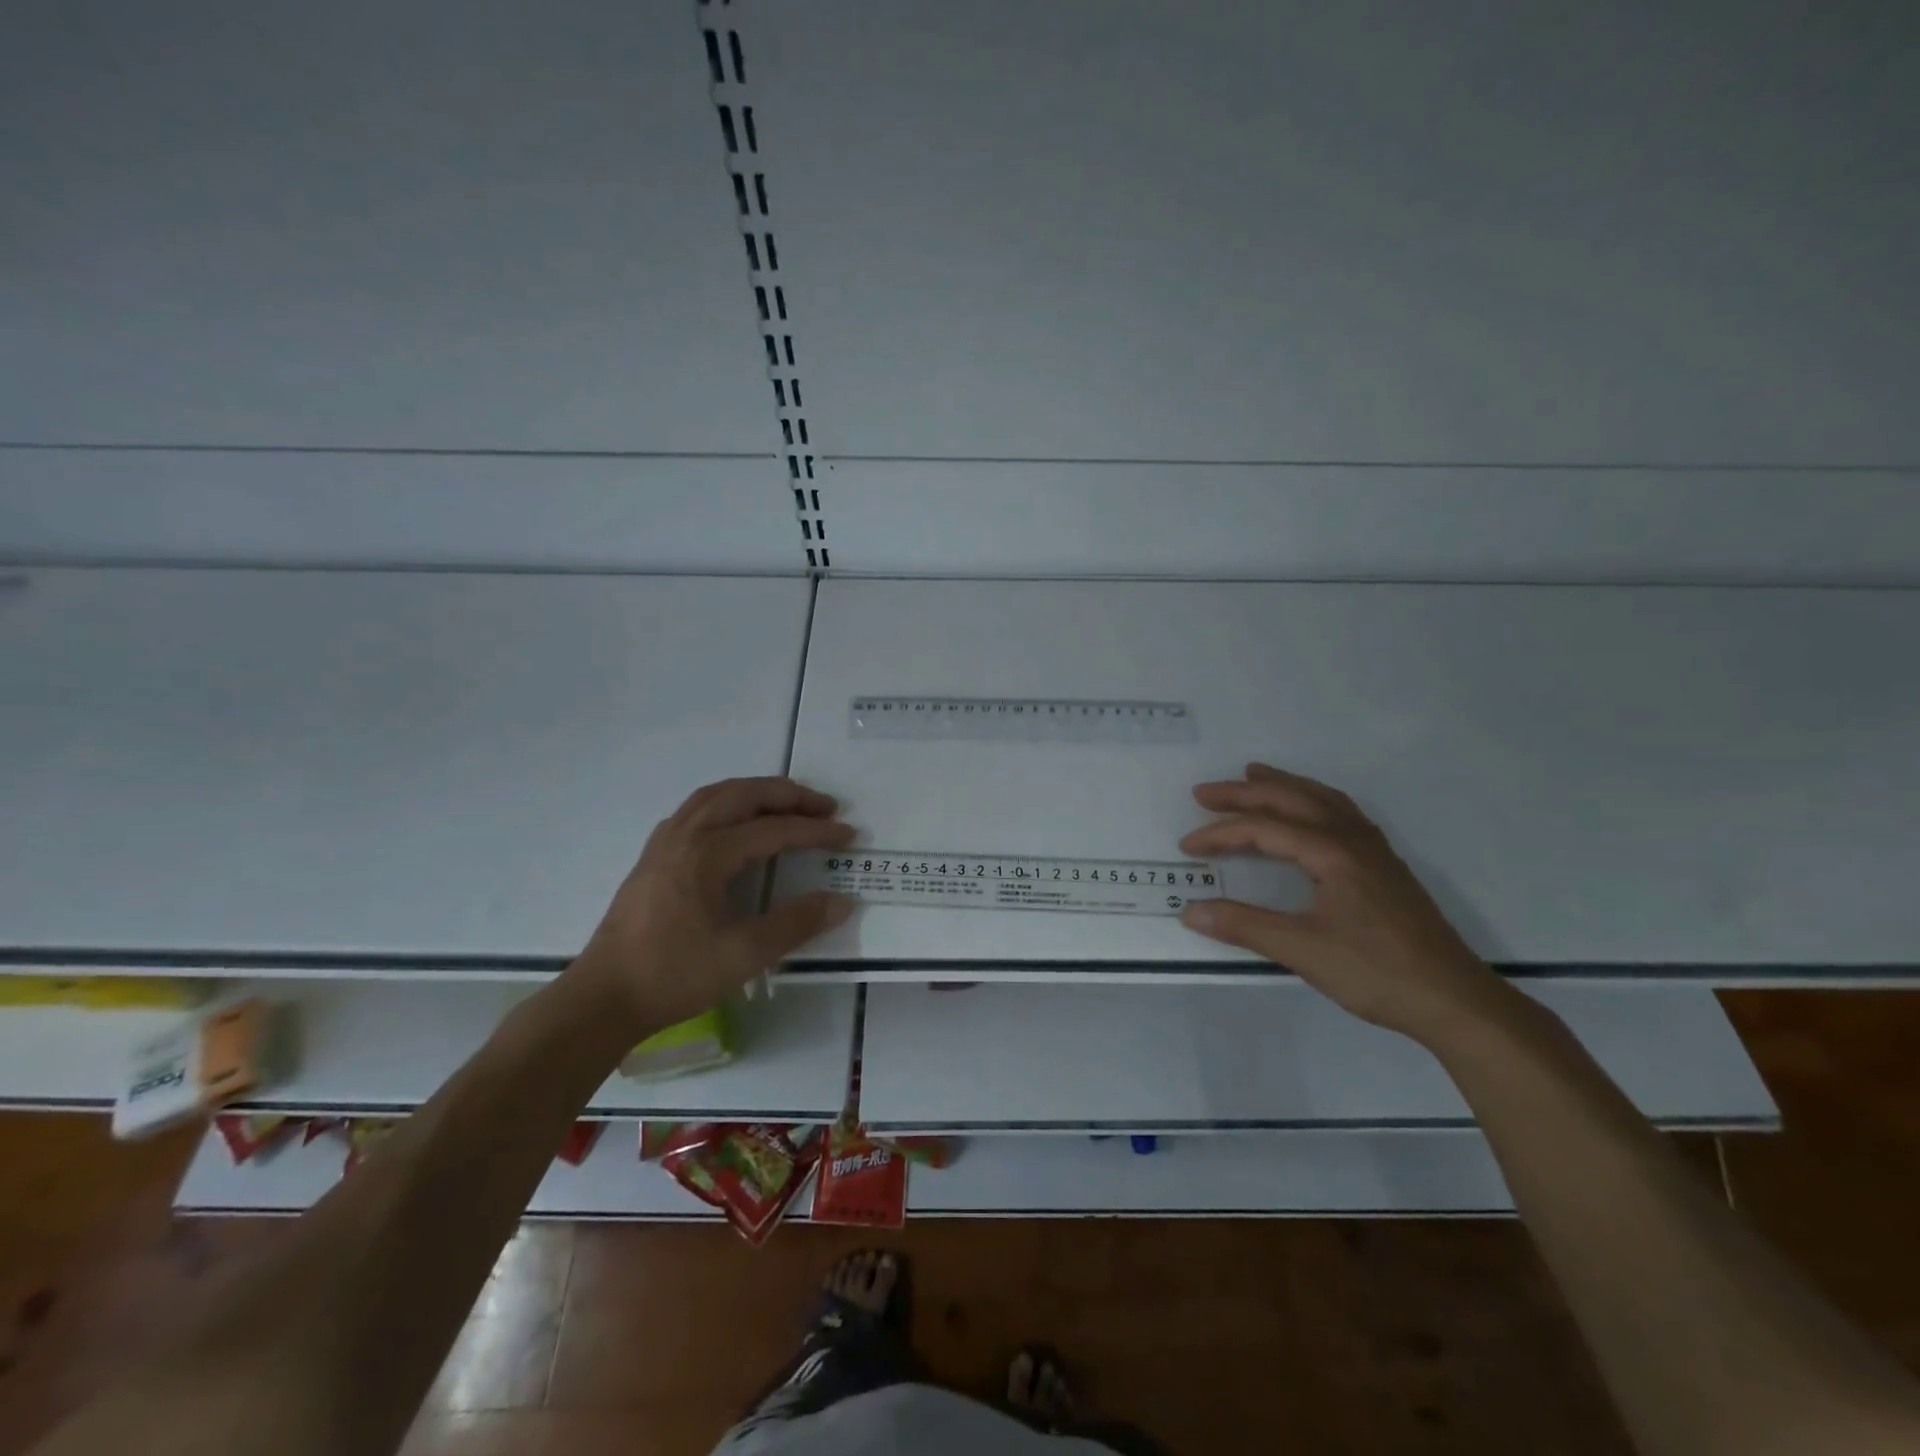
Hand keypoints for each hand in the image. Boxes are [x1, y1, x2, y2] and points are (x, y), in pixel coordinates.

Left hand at [570, 777, 855, 1027]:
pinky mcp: (653, 856)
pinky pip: (697, 809)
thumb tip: (842, 901)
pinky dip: (727, 803)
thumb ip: (795, 924)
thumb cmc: (673, 975)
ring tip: (788, 803)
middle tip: (825, 805)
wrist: (602, 999)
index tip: (848, 835)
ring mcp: (664, 842)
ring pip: (716, 796)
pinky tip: (736, 823)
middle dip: (789, 796)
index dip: (815, 831)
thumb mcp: (743, 955)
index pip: (773, 830)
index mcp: (706, 854)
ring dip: (757, 793)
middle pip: (743, 795)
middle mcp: (684, 835)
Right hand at [1178, 763, 1513, 1043]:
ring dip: (1283, 786)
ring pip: (1322, 800)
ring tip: (1254, 775)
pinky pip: (1341, 814)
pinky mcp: (1385, 867)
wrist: (1454, 1000)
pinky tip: (1308, 813)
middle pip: (1292, 799)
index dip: (1220, 834)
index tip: (1187, 847)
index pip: (1264, 829)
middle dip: (1244, 793)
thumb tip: (1189, 910)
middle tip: (1205, 792)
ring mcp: (1374, 851)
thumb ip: (1244, 925)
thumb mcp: (1302, 950)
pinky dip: (1313, 801)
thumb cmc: (1376, 973)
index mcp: (1332, 852)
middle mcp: (1353, 839)